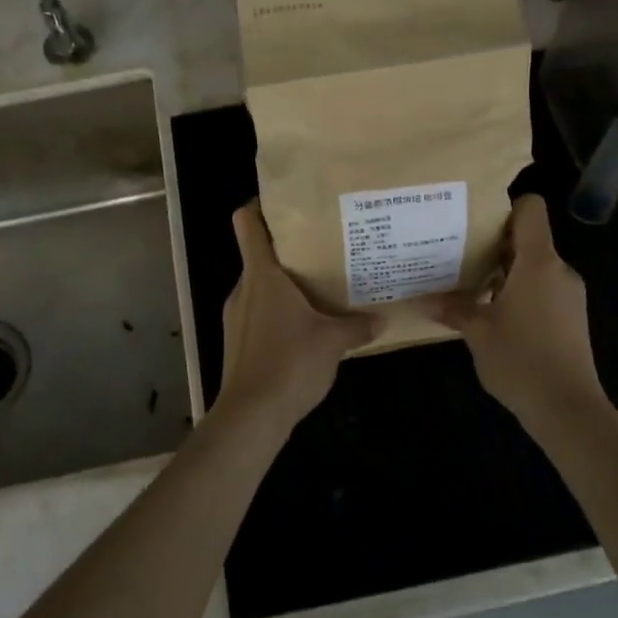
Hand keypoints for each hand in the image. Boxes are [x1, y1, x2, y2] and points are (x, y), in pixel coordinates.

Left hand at [215, 202, 373, 438]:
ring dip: (284, 284)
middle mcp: (244, 288)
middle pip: (258, 254)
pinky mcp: (236, 340)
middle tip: (322, 248)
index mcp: (262, 275)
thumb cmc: (290, 363)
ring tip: (317, 288)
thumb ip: (357, 326)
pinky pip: (257, 312)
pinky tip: (303, 326)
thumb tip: (382, 318)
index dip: (259, 206)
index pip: (247, 223)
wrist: (251, 415)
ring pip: (259, 286)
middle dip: (287, 250)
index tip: (284, 202)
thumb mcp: (332, 342)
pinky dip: (277, 311)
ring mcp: (235, 315)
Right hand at [427, 195, 606, 425]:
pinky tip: (494, 314)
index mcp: (538, 263)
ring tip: (471, 286)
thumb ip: (452, 309)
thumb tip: (421, 299)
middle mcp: (559, 270)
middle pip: (529, 238)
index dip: (505, 207)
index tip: (474, 222)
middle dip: (495, 244)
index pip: (531, 210)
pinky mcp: (572, 316)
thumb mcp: (477, 333)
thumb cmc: (520, 361)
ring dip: (505, 272)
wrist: (568, 409)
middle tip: (458, 254)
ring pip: (535, 266)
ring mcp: (569, 294)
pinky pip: (543, 288)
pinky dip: (520, 292)